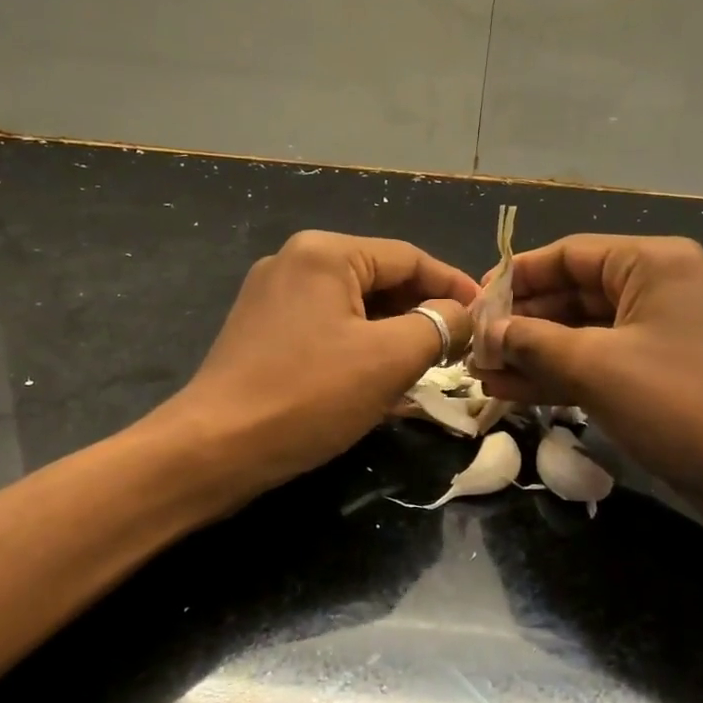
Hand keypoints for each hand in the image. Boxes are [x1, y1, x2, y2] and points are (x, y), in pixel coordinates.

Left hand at [163, 231, 476, 497]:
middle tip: (461, 349)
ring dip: (394, 336)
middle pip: (381, 280)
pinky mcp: (262, 332)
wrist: (214, 449)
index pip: (409, 258)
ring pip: (355, 309)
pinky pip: (328, 330)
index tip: (488, 316)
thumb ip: (438, 326)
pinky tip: (383, 382)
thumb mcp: (389, 358)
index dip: (454, 287)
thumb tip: (460, 314)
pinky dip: (361, 350)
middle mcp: (296, 262)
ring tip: (430, 370)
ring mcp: (273, 297)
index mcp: (325, 253)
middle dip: (423, 314)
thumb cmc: (309, 395)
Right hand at [471, 235, 702, 525]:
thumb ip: (532, 342)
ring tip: (482, 375)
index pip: (568, 254)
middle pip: (573, 293)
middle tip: (472, 349)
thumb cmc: (684, 403)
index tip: (473, 305)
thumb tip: (486, 333)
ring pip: (584, 334)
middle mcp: (660, 288)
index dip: (515, 278)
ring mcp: (664, 335)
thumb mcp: (597, 366)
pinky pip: (602, 364)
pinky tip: (513, 392)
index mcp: (653, 262)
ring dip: (534, 354)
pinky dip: (561, 376)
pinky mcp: (664, 376)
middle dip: (521, 323)